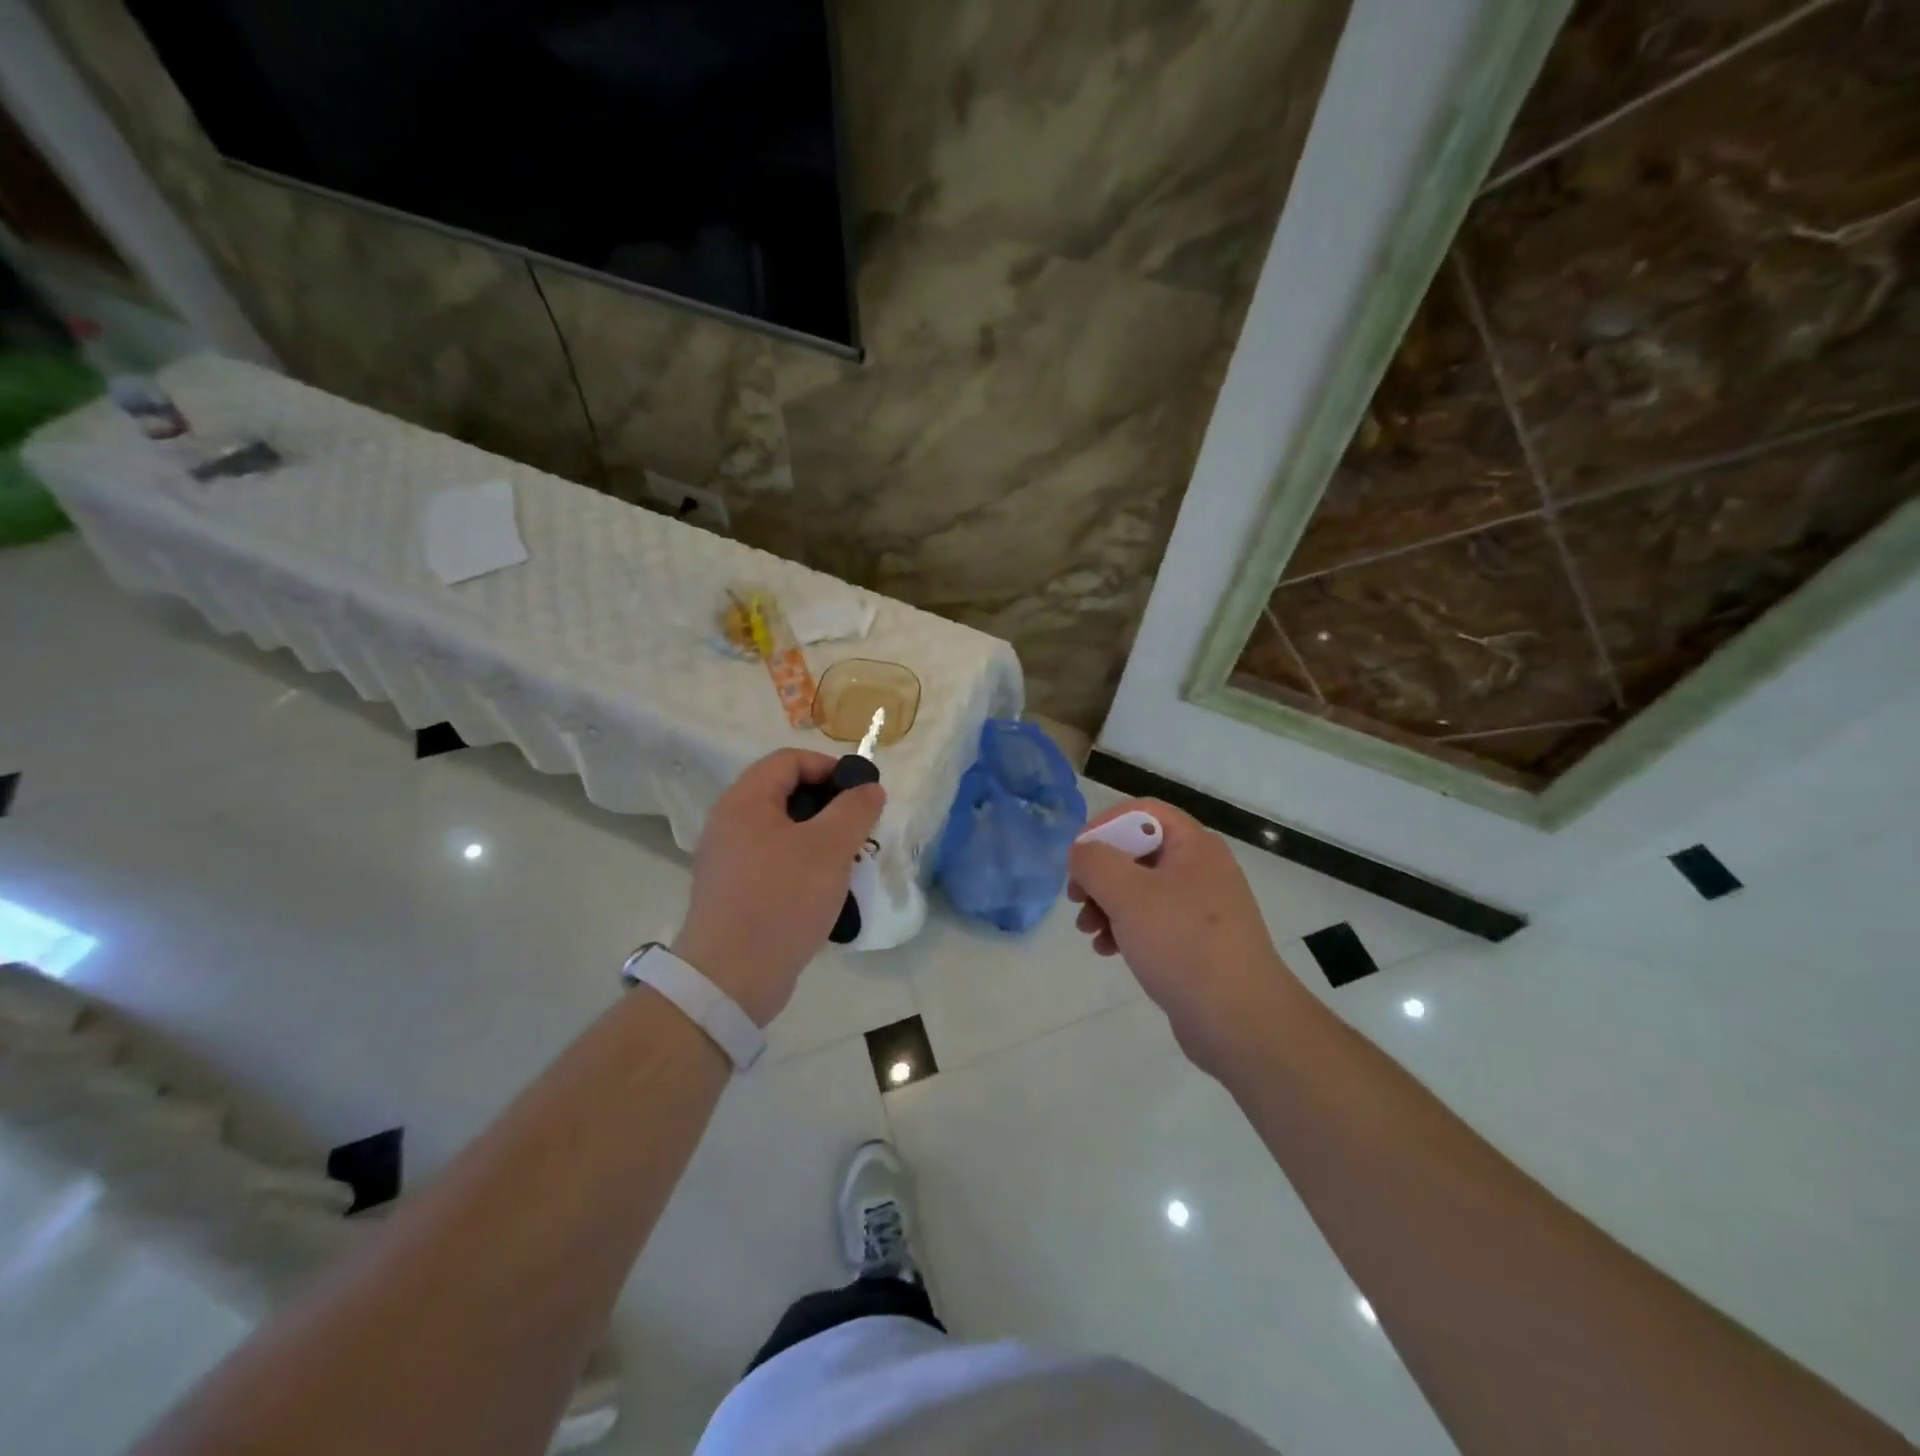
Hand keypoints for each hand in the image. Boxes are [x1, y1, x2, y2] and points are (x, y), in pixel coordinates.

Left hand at [673, 749, 884, 1026]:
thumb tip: (870, 788)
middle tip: (859, 829)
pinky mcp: (735, 892)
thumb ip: (854, 809)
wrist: (731, 978)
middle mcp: (730, 824)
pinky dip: (803, 866)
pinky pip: (775, 862)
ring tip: (848, 861)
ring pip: (783, 831)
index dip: (829, 767)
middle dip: (829, 806)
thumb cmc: (782, 899)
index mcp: (745, 801)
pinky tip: (825, 890)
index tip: (861, 792)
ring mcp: (729, 860)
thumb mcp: (829, 848)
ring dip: (820, 838)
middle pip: (785, 794)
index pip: (789, 760)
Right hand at [1068, 799, 1303, 1074]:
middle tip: (1077, 898)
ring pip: (1139, 889)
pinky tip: (1107, 950)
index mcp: (1194, 846)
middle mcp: (1200, 869)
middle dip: (1100, 873)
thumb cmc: (1183, 945)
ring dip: (1106, 904)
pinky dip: (1124, 929)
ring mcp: (1200, 908)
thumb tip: (1081, 852)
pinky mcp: (1195, 943)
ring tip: (1087, 930)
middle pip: (1137, 851)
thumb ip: (1095, 862)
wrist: (1241, 1022)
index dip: (1104, 826)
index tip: (1078, 858)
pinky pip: (1151, 921)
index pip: (1142, 812)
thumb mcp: (1129, 895)